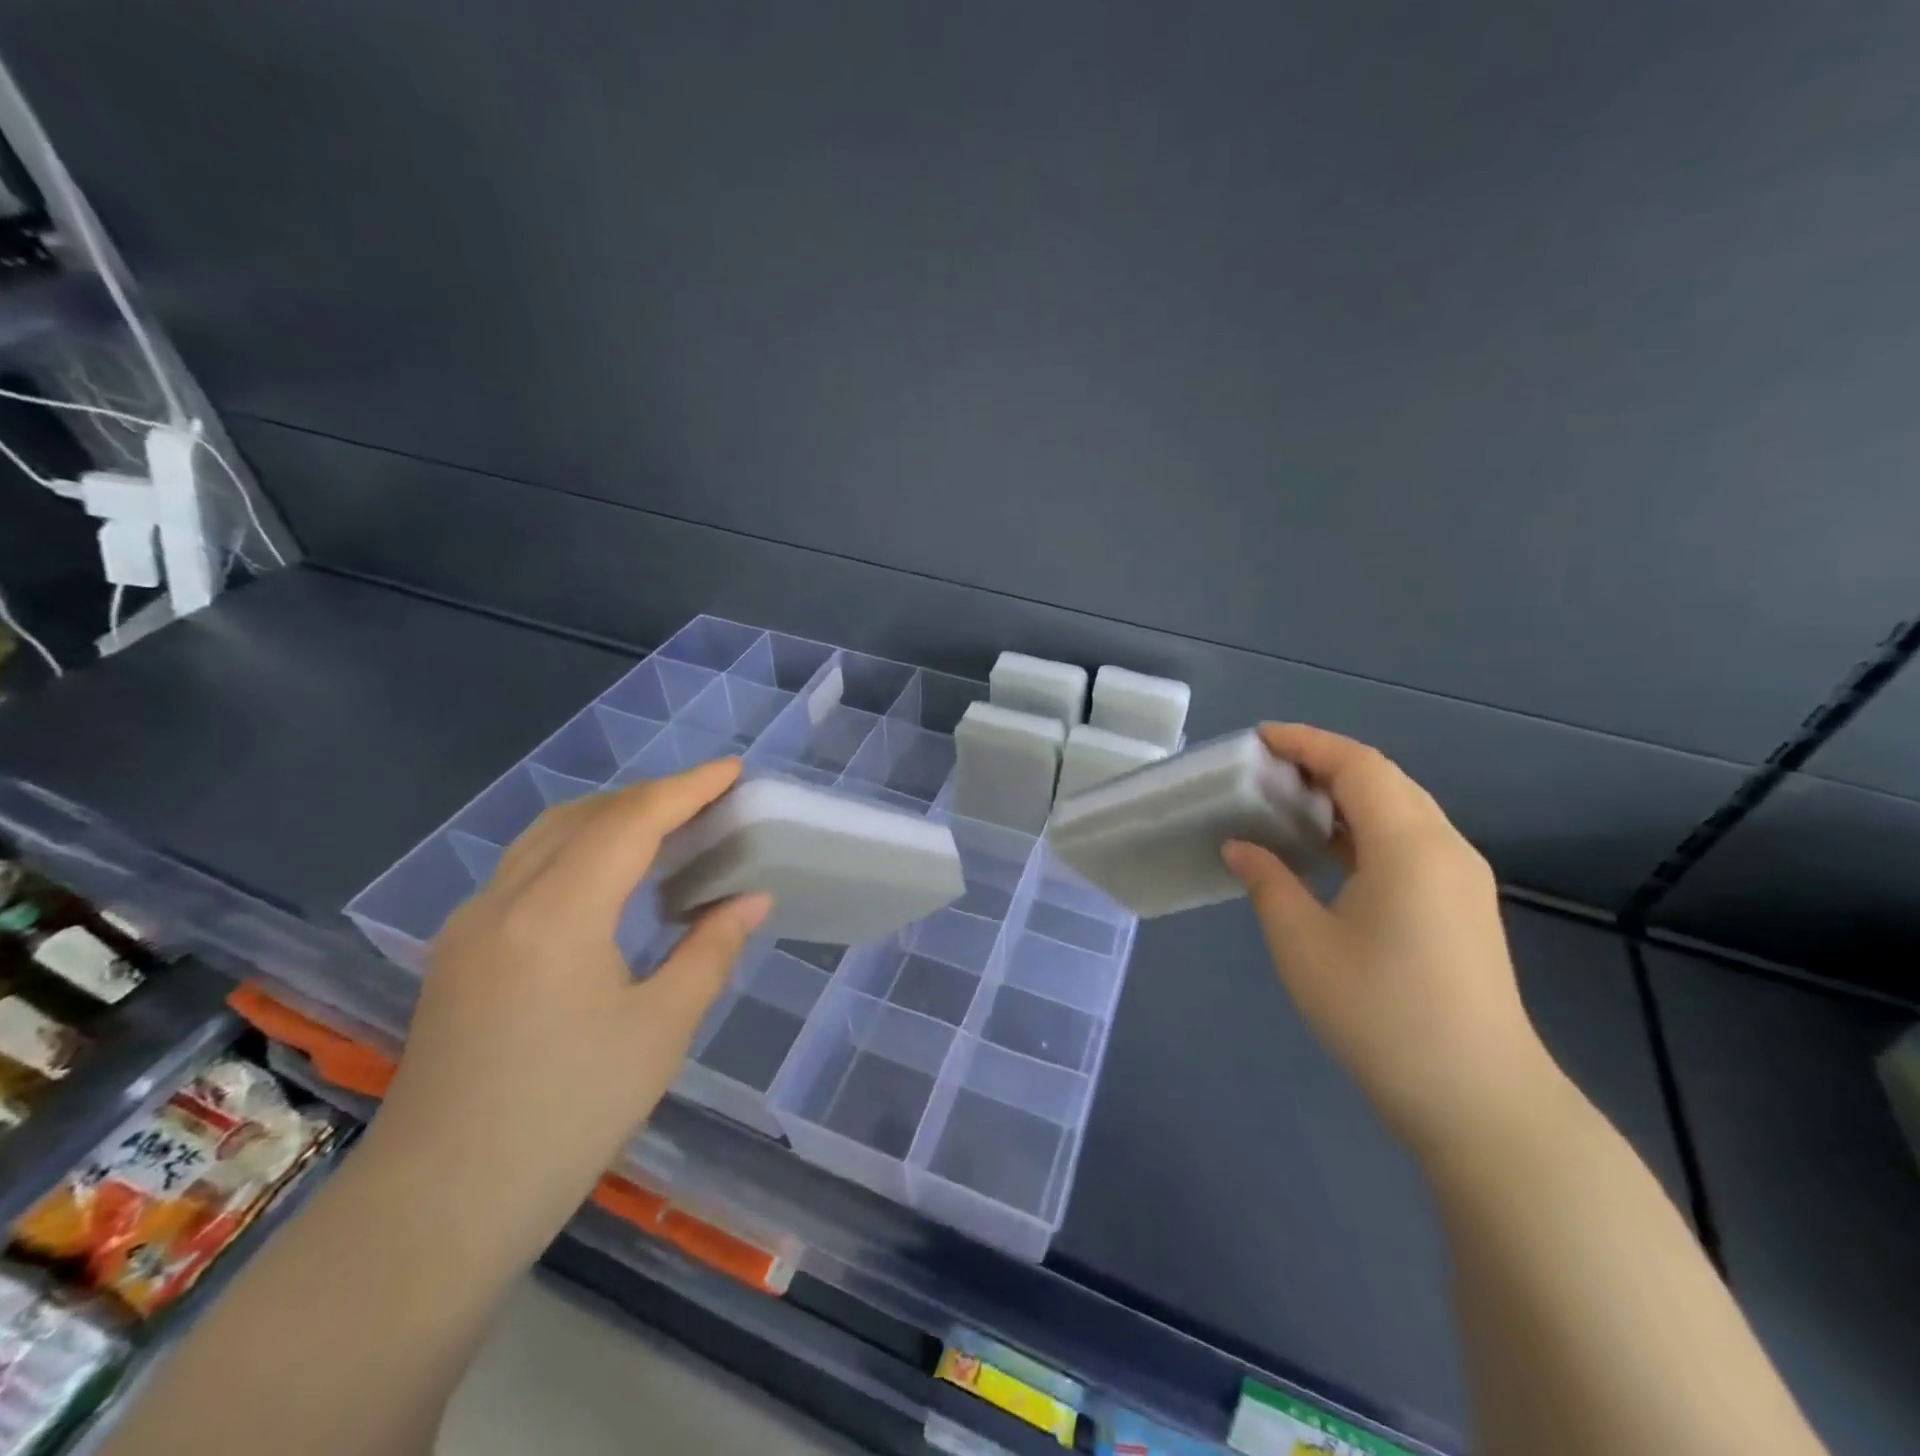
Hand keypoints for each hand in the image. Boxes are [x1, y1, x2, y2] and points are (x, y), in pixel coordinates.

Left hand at [373, 758, 770, 1237]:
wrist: (437, 1208)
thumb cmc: (567, 1116)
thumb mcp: (660, 1029)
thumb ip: (710, 949)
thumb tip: (751, 897)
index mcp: (557, 913)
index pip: (630, 821)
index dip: (686, 788)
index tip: (733, 770)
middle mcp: (504, 900)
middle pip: (584, 815)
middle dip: (650, 796)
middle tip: (708, 802)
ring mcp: (470, 924)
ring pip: (546, 837)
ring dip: (609, 818)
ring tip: (666, 828)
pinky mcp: (457, 952)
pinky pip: (525, 869)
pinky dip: (577, 849)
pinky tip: (607, 879)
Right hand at [1222, 724, 1561, 1155]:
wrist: (1478, 1099)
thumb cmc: (1380, 1013)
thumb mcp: (1303, 944)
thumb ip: (1268, 882)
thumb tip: (1241, 846)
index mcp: (1409, 845)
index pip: (1357, 765)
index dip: (1306, 743)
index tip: (1258, 739)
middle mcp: (1445, 847)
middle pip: (1384, 779)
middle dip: (1324, 763)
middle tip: (1266, 771)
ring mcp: (1462, 878)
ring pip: (1401, 810)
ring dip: (1345, 796)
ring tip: (1289, 803)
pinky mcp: (1464, 906)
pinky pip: (1410, 842)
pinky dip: (1365, 828)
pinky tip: (1328, 851)